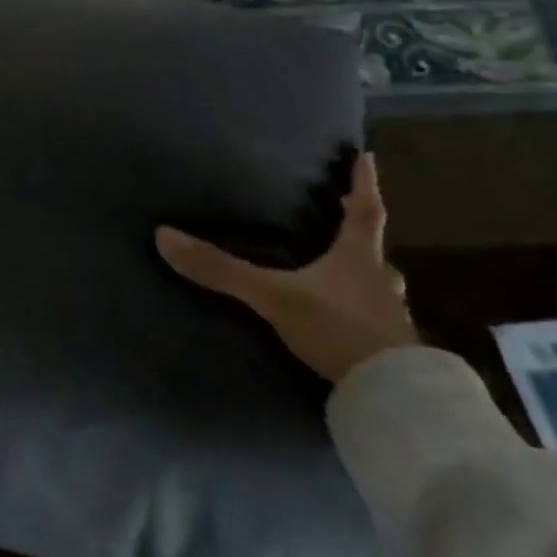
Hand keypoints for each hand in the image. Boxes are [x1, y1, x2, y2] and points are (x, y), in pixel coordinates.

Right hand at [155, 153, 417, 383]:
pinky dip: (362, 316)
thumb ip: (221, 269)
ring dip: (366, 279)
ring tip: (347, 278)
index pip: (364, 213)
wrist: (392, 399)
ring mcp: (389, 321)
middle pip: (374, 252)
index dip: (363, 184)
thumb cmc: (337, 329)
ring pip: (379, 290)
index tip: (366, 156)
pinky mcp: (390, 354)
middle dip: (362, 237)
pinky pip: (376, 324)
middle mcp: (378, 284)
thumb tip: (164, 236)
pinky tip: (347, 326)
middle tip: (350, 220)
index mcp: (356, 260)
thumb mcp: (272, 295)